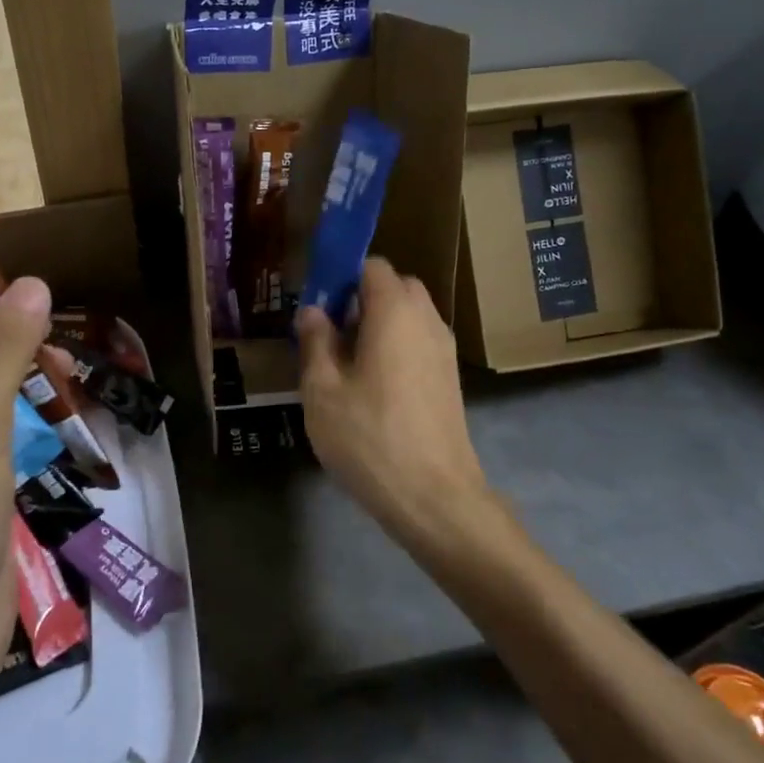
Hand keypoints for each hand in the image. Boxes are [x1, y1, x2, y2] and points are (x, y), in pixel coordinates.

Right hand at [296, 258, 496, 552]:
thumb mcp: (323, 390)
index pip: (372, 265)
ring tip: (348, 363)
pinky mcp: (450, 378)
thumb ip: (315, 341)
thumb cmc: (370, 437)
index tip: (318, 305)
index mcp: (394, 312)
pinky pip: (420, 342)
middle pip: (395, 287)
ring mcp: (444, 349)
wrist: (434, 497)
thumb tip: (313, 311)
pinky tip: (373, 386)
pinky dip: (397, 346)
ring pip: (410, 316)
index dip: (342, 276)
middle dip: (362, 298)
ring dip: (380, 324)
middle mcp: (426, 320)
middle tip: (330, 334)